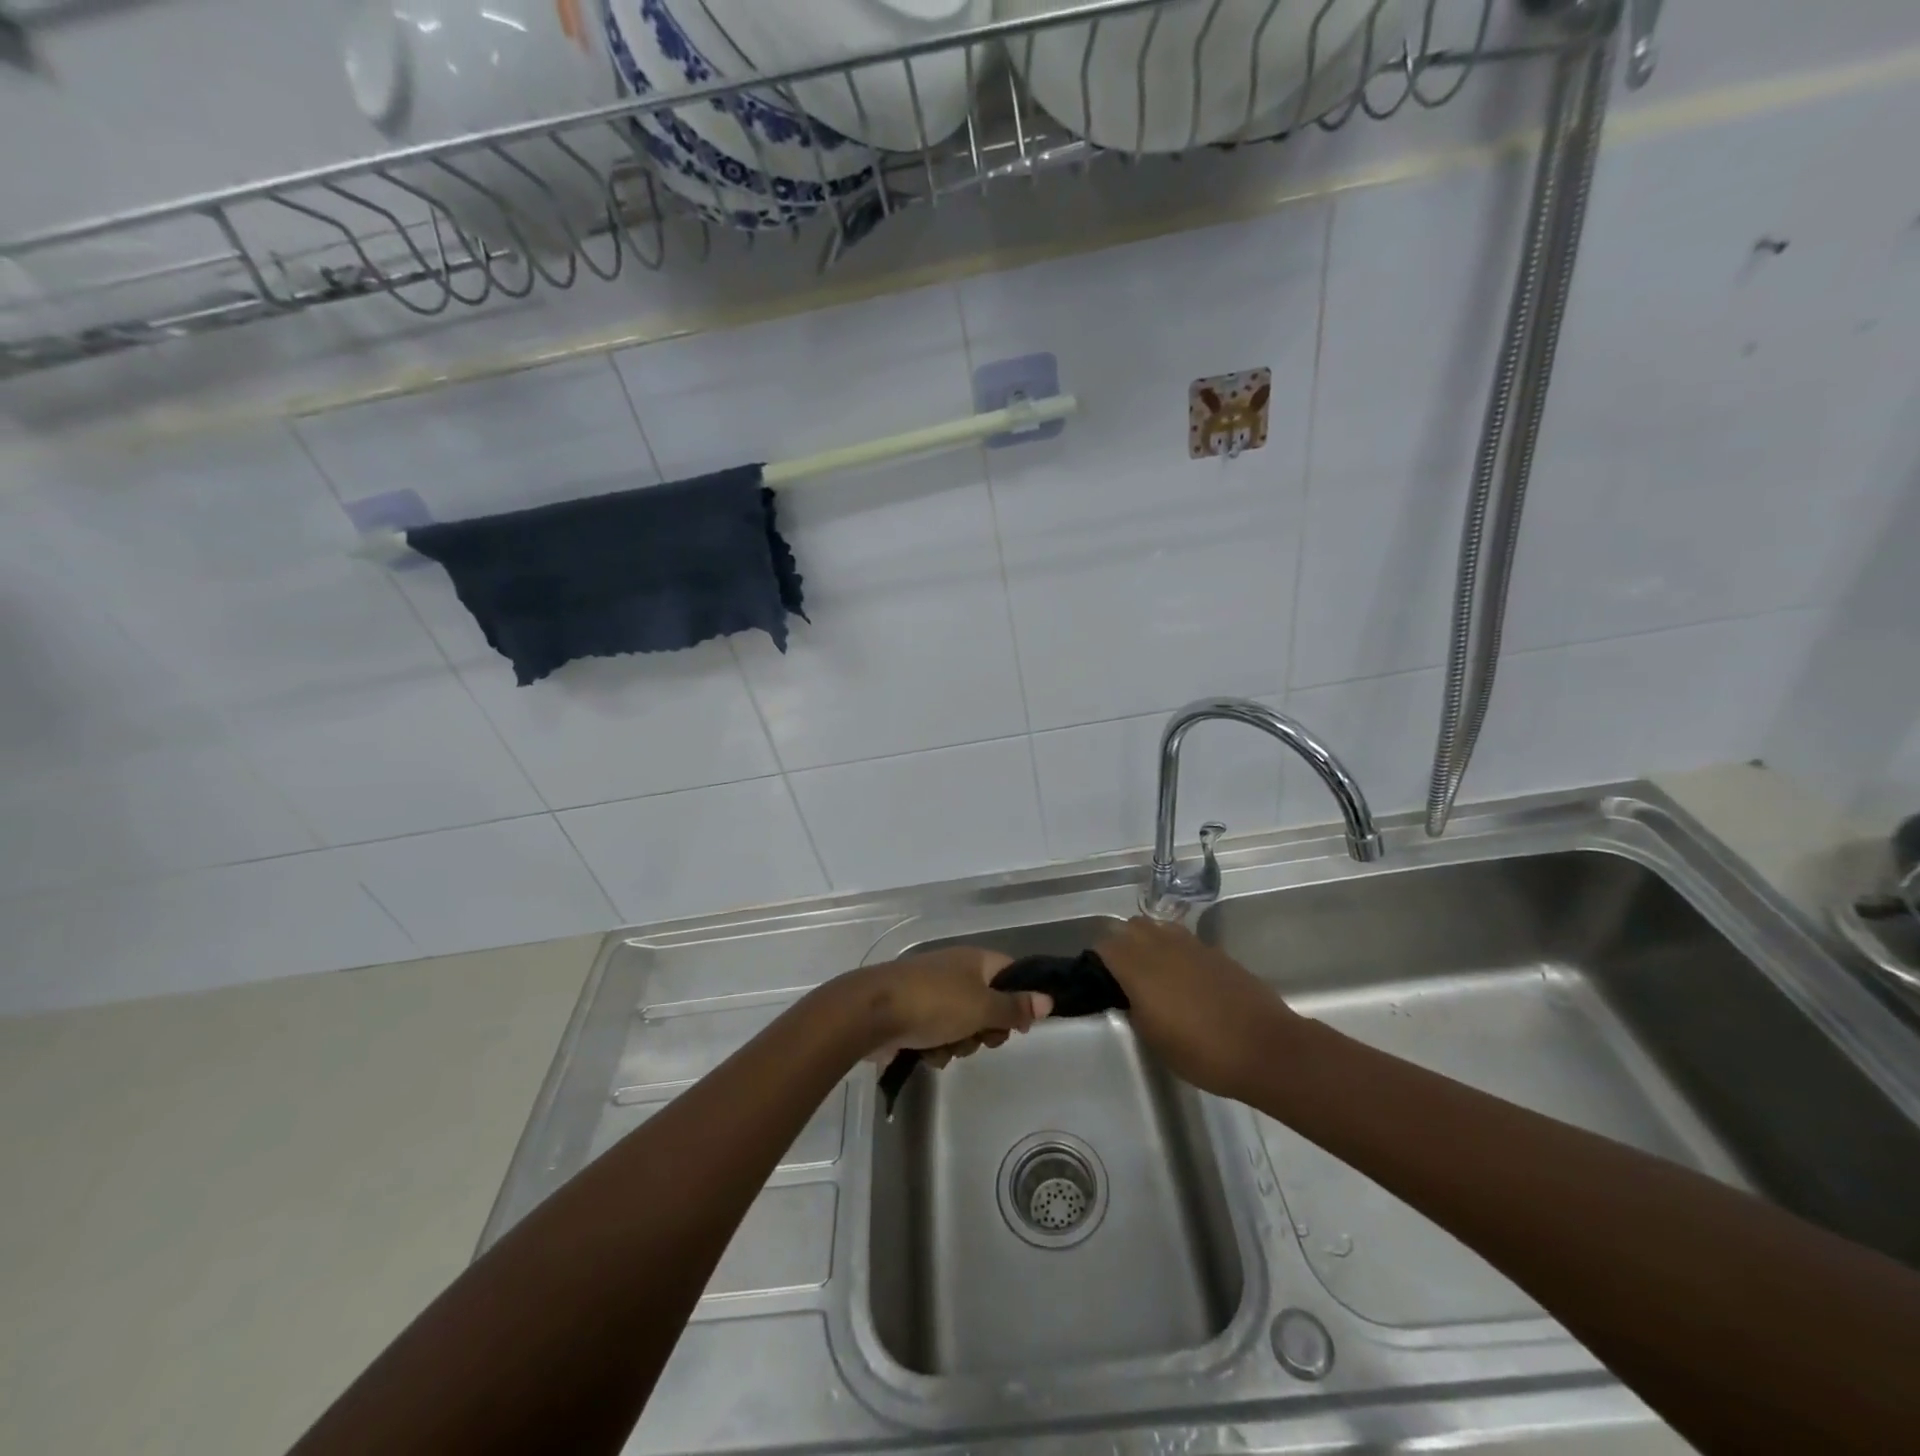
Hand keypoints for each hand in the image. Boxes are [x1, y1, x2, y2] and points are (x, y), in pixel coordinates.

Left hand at [850, 947, 1053, 1067]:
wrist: (872, 1013)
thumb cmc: (934, 1003)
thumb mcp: (982, 1007)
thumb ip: (1015, 1007)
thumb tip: (1048, 999)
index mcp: (974, 960)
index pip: (1009, 973)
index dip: (1020, 999)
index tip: (1020, 1025)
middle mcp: (954, 972)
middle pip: (987, 1004)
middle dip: (985, 1029)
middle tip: (980, 1039)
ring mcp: (930, 993)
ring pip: (962, 1025)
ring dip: (959, 1043)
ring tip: (946, 1047)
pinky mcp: (910, 1014)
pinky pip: (936, 1034)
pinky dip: (935, 1047)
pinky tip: (926, 1053)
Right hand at [1096, 916, 1301, 1100]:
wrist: (1265, 1048)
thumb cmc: (1202, 1052)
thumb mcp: (1153, 1038)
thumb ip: (1133, 1007)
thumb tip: (1127, 994)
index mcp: (1138, 966)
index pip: (1104, 946)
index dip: (1096, 962)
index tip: (1098, 982)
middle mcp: (1161, 945)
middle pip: (1129, 927)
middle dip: (1121, 944)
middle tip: (1122, 976)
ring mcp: (1191, 945)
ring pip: (1157, 927)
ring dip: (1148, 942)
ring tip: (1152, 972)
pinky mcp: (1215, 952)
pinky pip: (1183, 940)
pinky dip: (1174, 951)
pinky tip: (1183, 978)